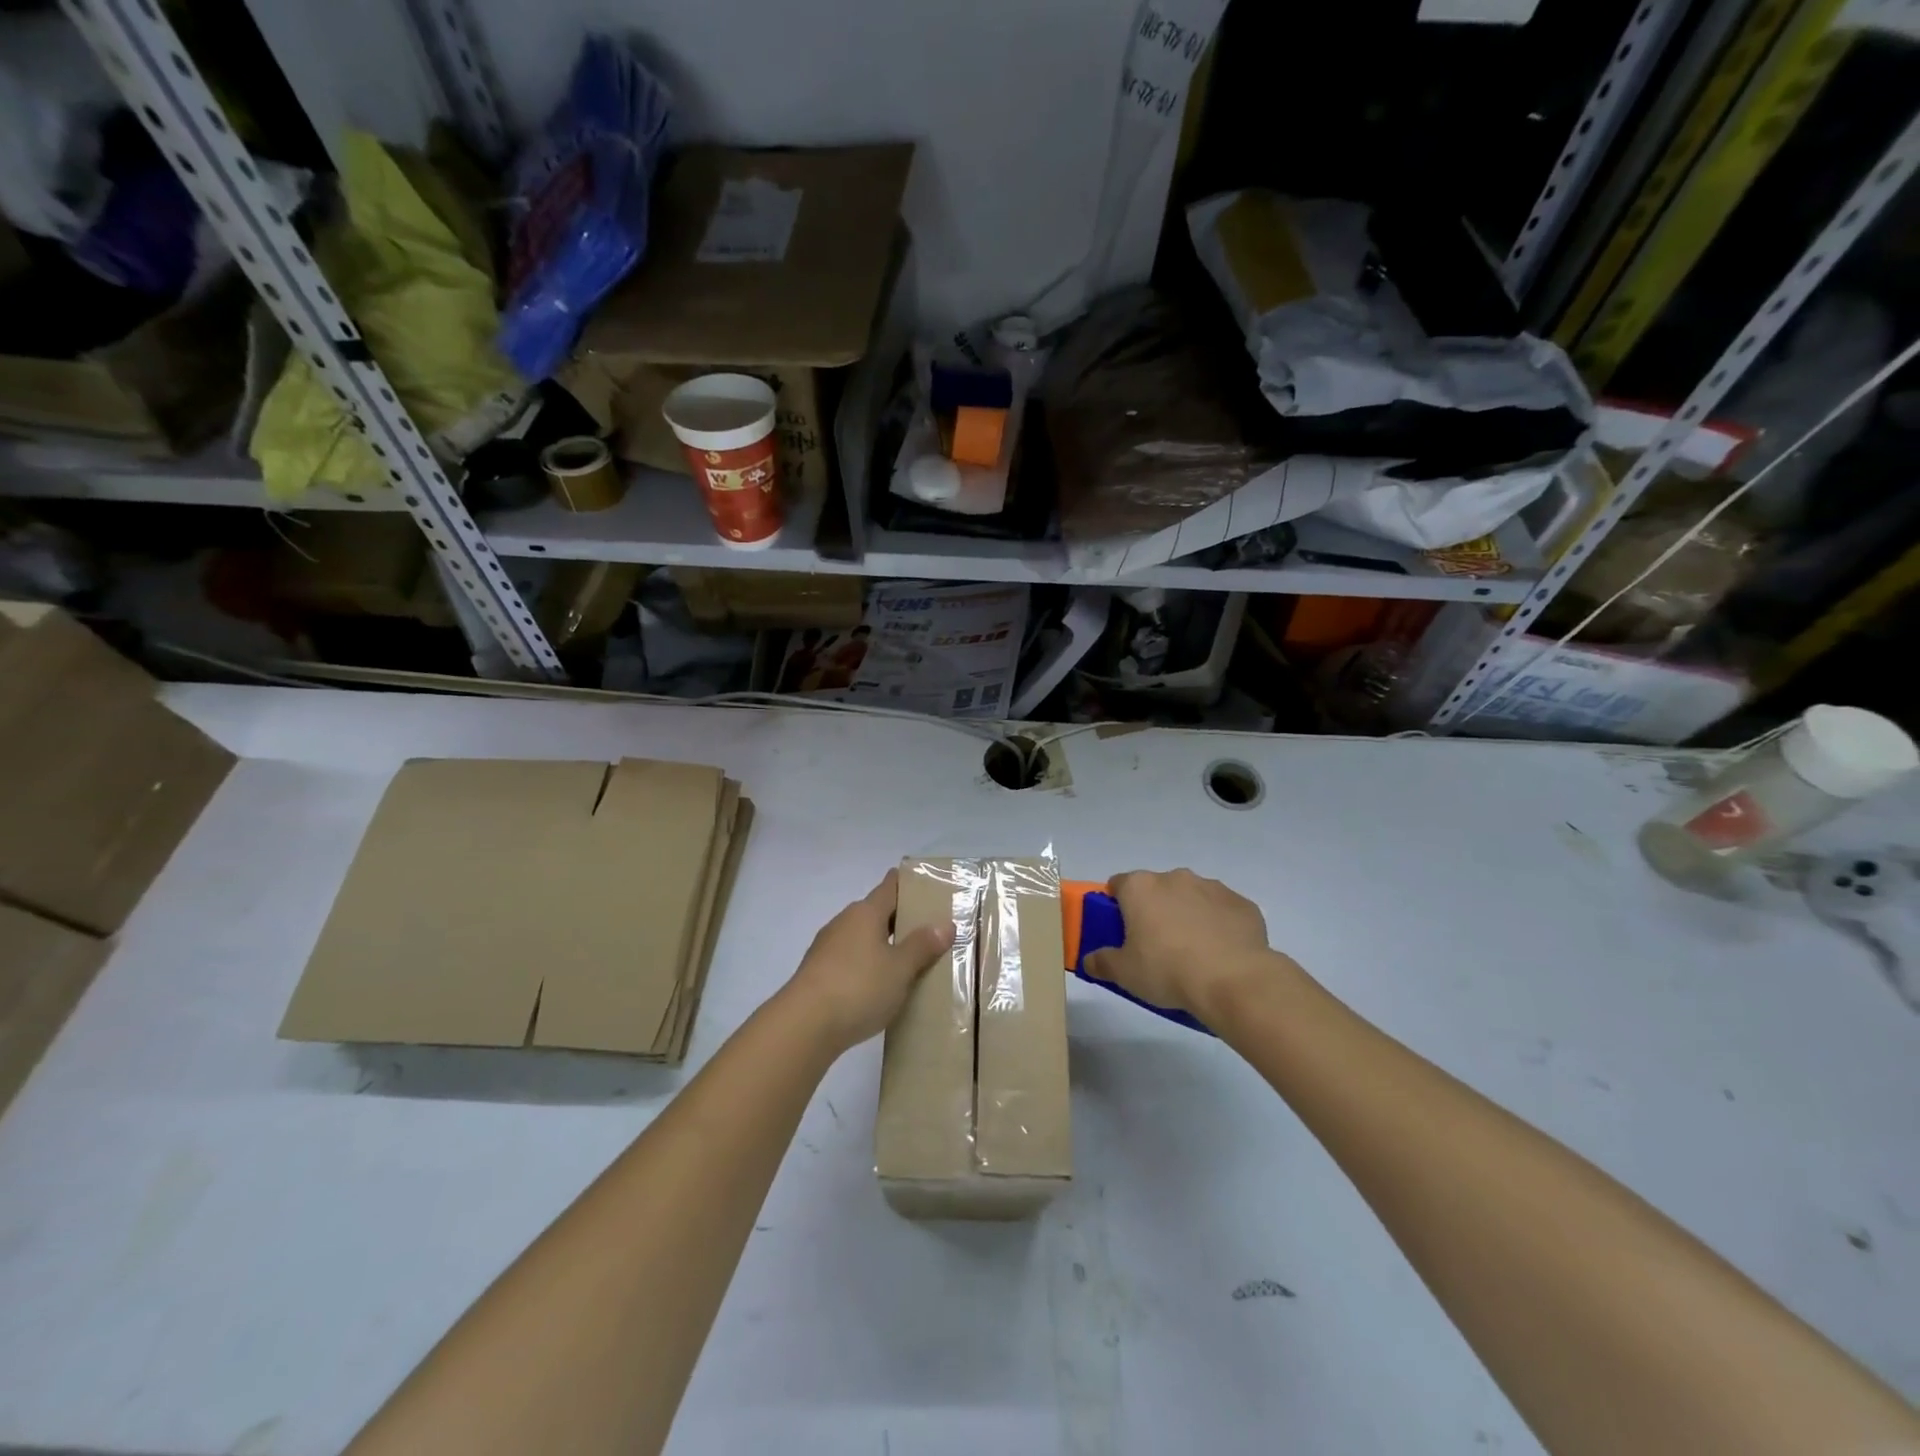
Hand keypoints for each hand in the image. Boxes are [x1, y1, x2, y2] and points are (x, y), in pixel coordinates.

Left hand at [783, 870, 955, 1053]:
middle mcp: (844, 922)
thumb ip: (923, 945)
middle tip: (932, 931)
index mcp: (865, 912)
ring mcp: (827, 947)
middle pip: (878, 912)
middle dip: (902, 919)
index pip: (891, 886)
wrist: (804, 1025)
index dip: (910, 883)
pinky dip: (868, 966)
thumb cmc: (859, 987)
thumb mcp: (900, 968)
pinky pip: (852, 960)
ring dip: (885, 945)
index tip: (930, 887)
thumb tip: (945, 924)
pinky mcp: (818, 973)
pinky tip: (881, 986)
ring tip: (911, 962)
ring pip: (864, 938)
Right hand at [1083, 869, 1282, 1023]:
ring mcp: (1212, 887)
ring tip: (1193, 953)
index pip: (1118, 885)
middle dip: (1155, 911)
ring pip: (1191, 897)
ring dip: (1188, 915)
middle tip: (1156, 947)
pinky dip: (1219, 926)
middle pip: (1156, 890)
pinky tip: (1221, 954)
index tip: (1122, 931)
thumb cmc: (1167, 970)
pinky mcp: (1243, 903)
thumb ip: (1101, 962)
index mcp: (1140, 887)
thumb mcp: (1124, 974)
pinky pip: (1222, 911)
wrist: (1234, 980)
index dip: (1116, 907)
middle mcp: (1175, 877)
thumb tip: (1090, 959)